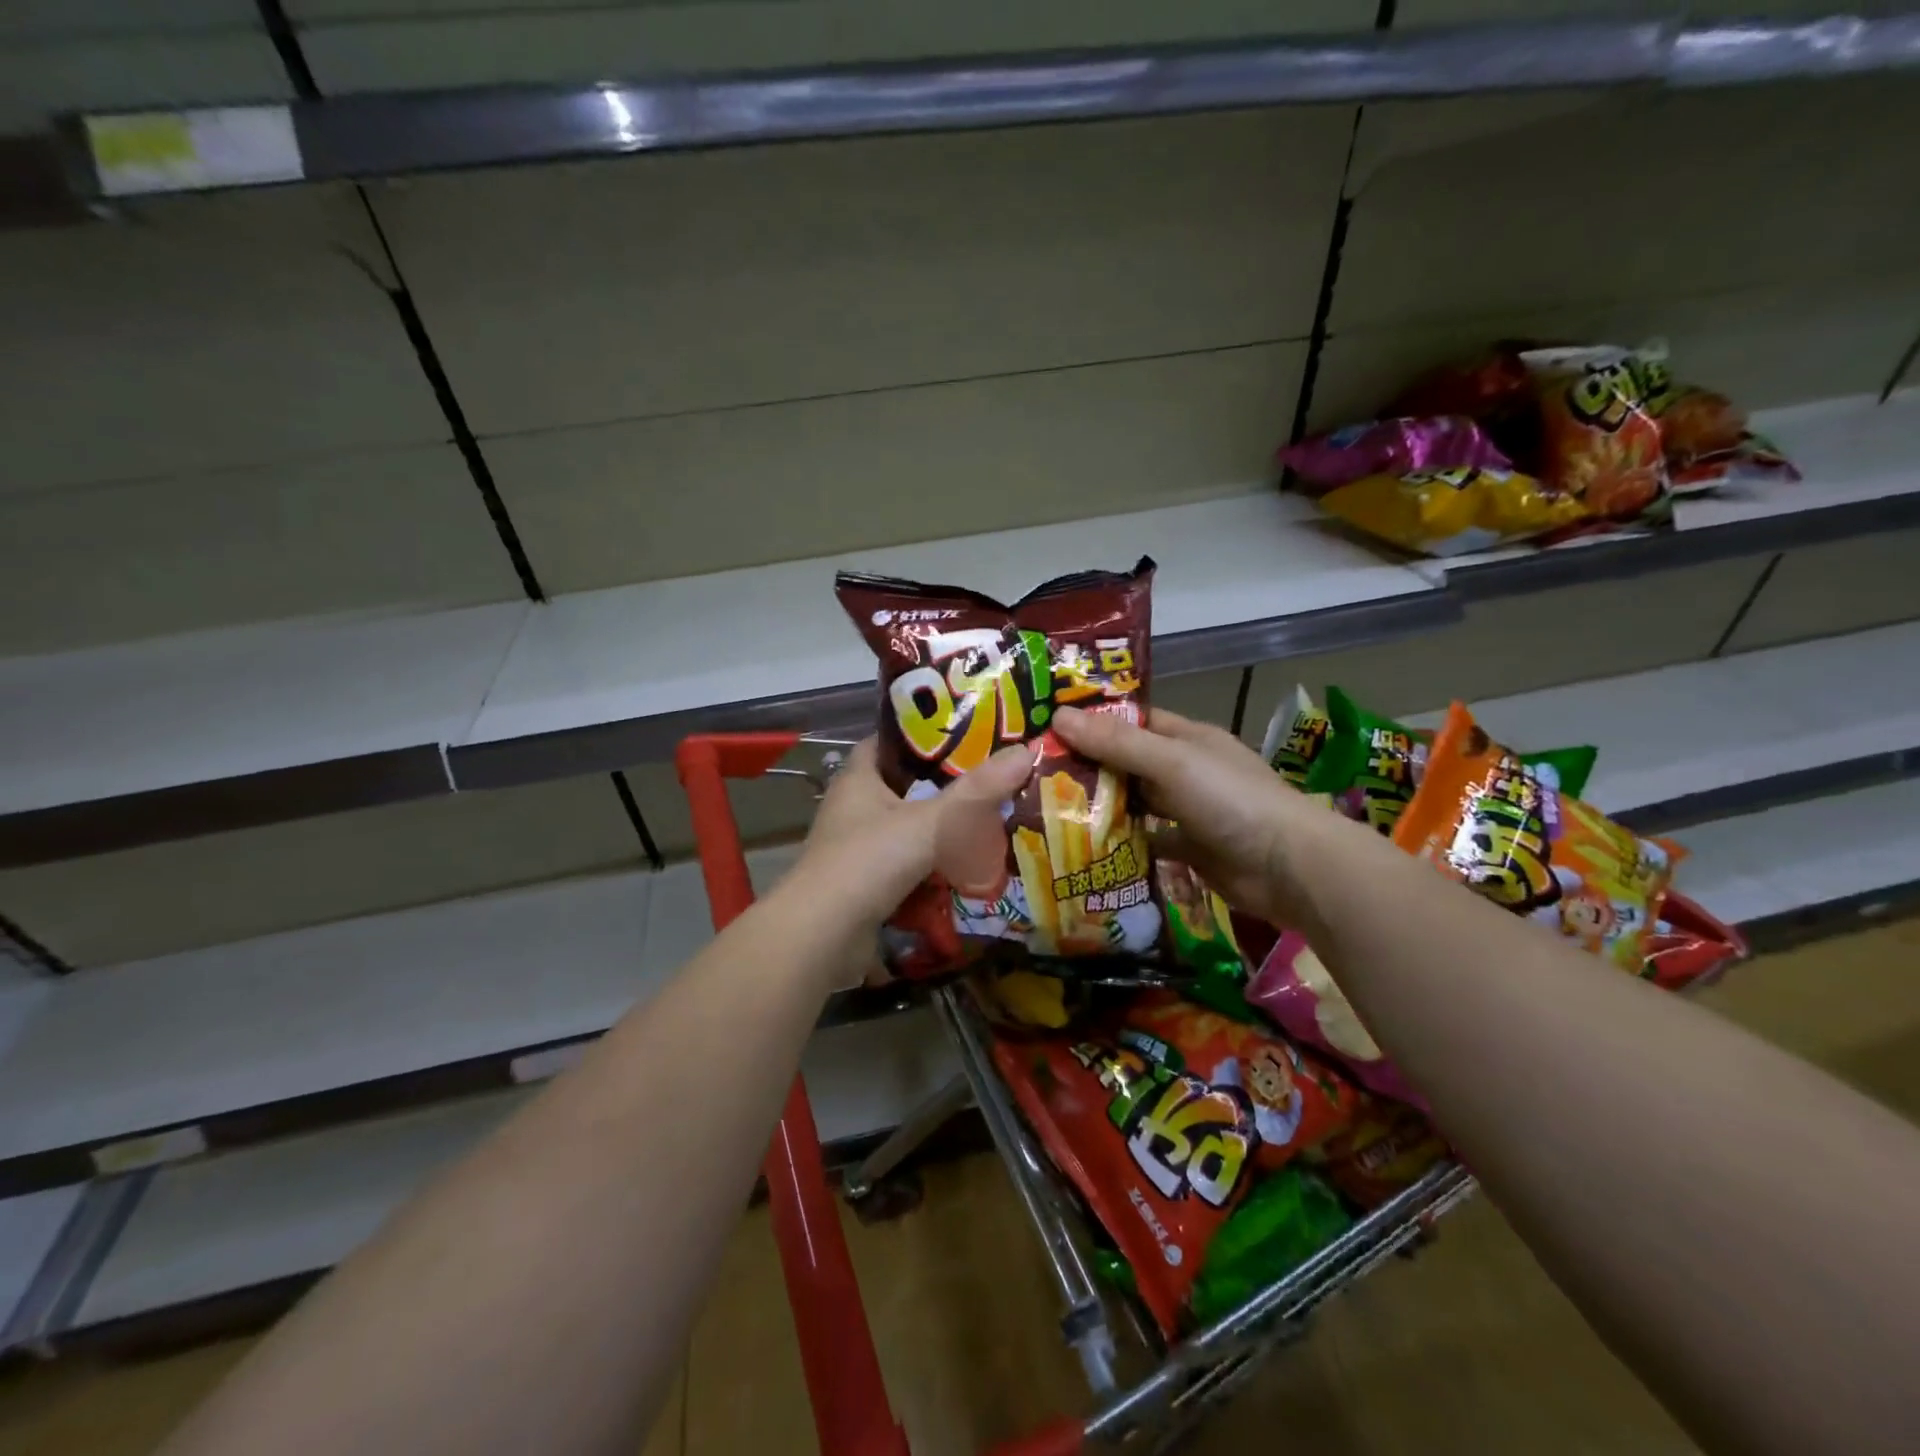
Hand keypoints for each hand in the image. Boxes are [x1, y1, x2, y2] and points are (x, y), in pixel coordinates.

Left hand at [794, 737, 1037, 932]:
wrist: (822, 936)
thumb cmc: (870, 861)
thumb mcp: (929, 822)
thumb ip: (977, 792)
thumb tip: (1027, 751)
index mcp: (858, 779)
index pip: (888, 742)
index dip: (921, 735)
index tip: (963, 733)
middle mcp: (853, 808)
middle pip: (902, 786)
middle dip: (942, 786)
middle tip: (990, 780)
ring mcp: (856, 849)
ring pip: (907, 829)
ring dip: (939, 829)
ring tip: (988, 821)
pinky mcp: (864, 885)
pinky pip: (906, 866)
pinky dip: (932, 867)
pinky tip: (966, 868)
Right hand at [1051, 704, 1330, 925]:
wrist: (1289, 868)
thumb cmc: (1231, 800)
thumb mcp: (1171, 762)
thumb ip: (1117, 742)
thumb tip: (1058, 716)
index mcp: (1187, 738)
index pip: (1132, 720)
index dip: (1093, 721)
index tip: (1048, 727)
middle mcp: (1186, 770)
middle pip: (1129, 762)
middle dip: (1088, 766)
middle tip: (1034, 773)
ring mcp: (1188, 810)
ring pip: (1136, 801)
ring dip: (1101, 805)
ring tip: (1047, 808)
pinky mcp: (1189, 848)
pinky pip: (1147, 839)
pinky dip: (1121, 842)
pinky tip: (1084, 846)